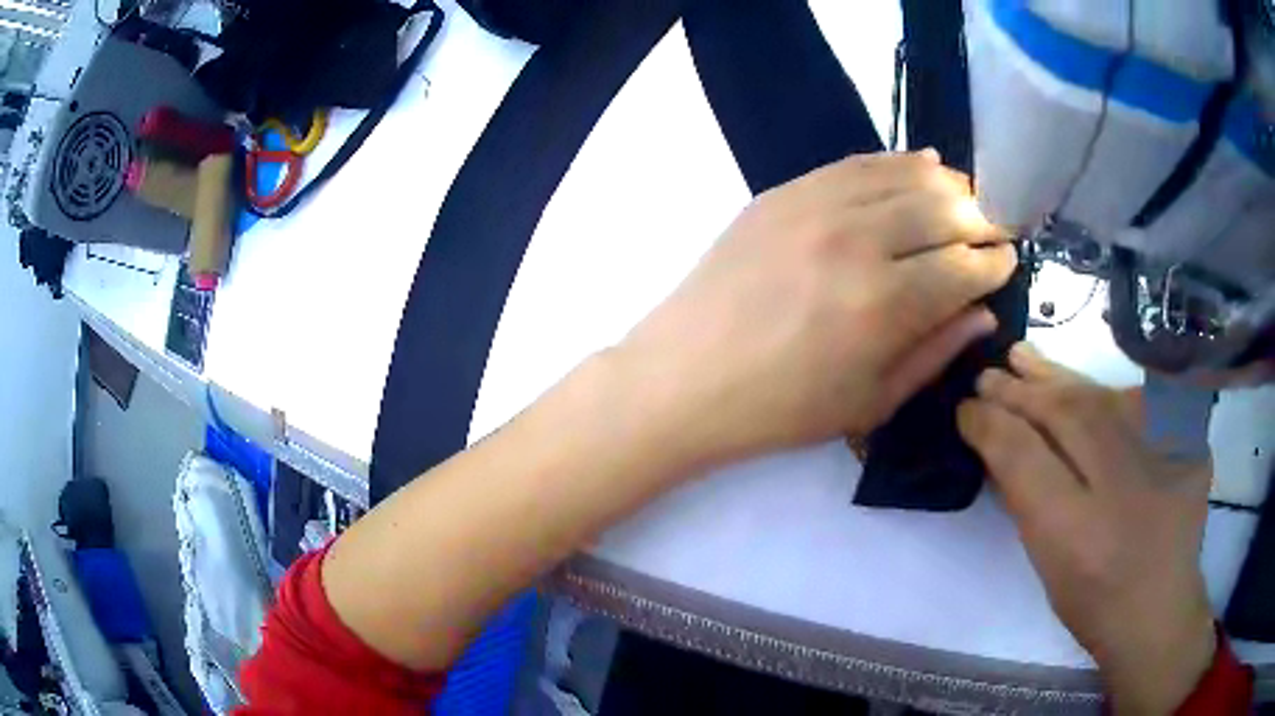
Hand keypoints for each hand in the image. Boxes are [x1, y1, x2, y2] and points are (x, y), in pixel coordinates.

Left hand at [615, 150, 1015, 468]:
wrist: (686, 378)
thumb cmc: (782, 408)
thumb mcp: (872, 400)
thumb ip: (937, 351)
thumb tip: (985, 310)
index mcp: (885, 305)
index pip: (965, 265)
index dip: (994, 262)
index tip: (1007, 261)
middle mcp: (858, 241)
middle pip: (944, 208)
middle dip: (981, 218)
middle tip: (992, 231)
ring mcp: (815, 206)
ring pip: (905, 174)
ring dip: (948, 185)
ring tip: (965, 199)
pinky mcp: (783, 192)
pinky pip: (856, 162)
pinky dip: (898, 162)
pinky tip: (921, 165)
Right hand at [958, 344, 1216, 714]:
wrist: (1158, 606)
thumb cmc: (1094, 598)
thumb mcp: (1049, 564)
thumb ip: (1026, 501)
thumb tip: (998, 444)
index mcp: (1078, 532)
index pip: (1024, 456)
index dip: (990, 424)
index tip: (966, 409)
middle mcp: (1123, 483)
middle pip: (1065, 414)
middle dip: (1021, 392)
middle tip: (988, 376)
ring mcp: (1162, 452)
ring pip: (1100, 398)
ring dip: (1056, 377)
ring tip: (1023, 358)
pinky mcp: (1186, 438)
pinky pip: (1137, 402)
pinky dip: (1101, 391)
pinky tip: (1080, 387)